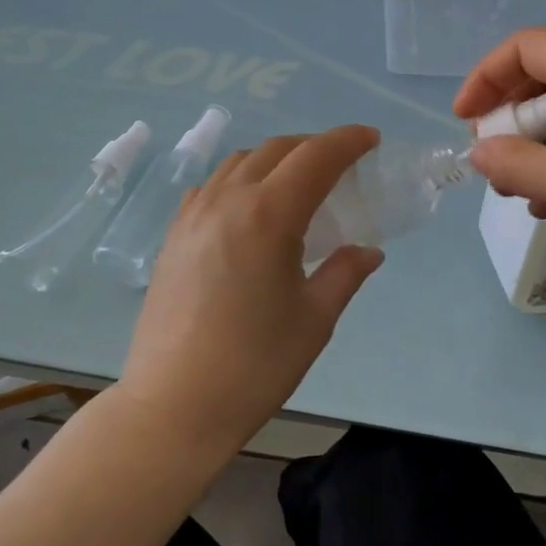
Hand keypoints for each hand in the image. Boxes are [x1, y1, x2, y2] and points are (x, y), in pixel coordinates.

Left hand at [118, 126, 383, 455]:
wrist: (173, 406)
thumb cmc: (254, 365)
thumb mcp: (314, 319)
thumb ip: (345, 273)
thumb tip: (369, 251)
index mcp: (269, 214)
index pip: (315, 156)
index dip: (347, 140)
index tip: (371, 139)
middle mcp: (228, 199)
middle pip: (277, 149)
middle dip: (314, 146)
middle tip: (342, 164)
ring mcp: (194, 214)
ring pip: (240, 161)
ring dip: (276, 158)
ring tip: (298, 183)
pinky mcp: (174, 234)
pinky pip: (212, 185)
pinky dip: (240, 179)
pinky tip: (249, 208)